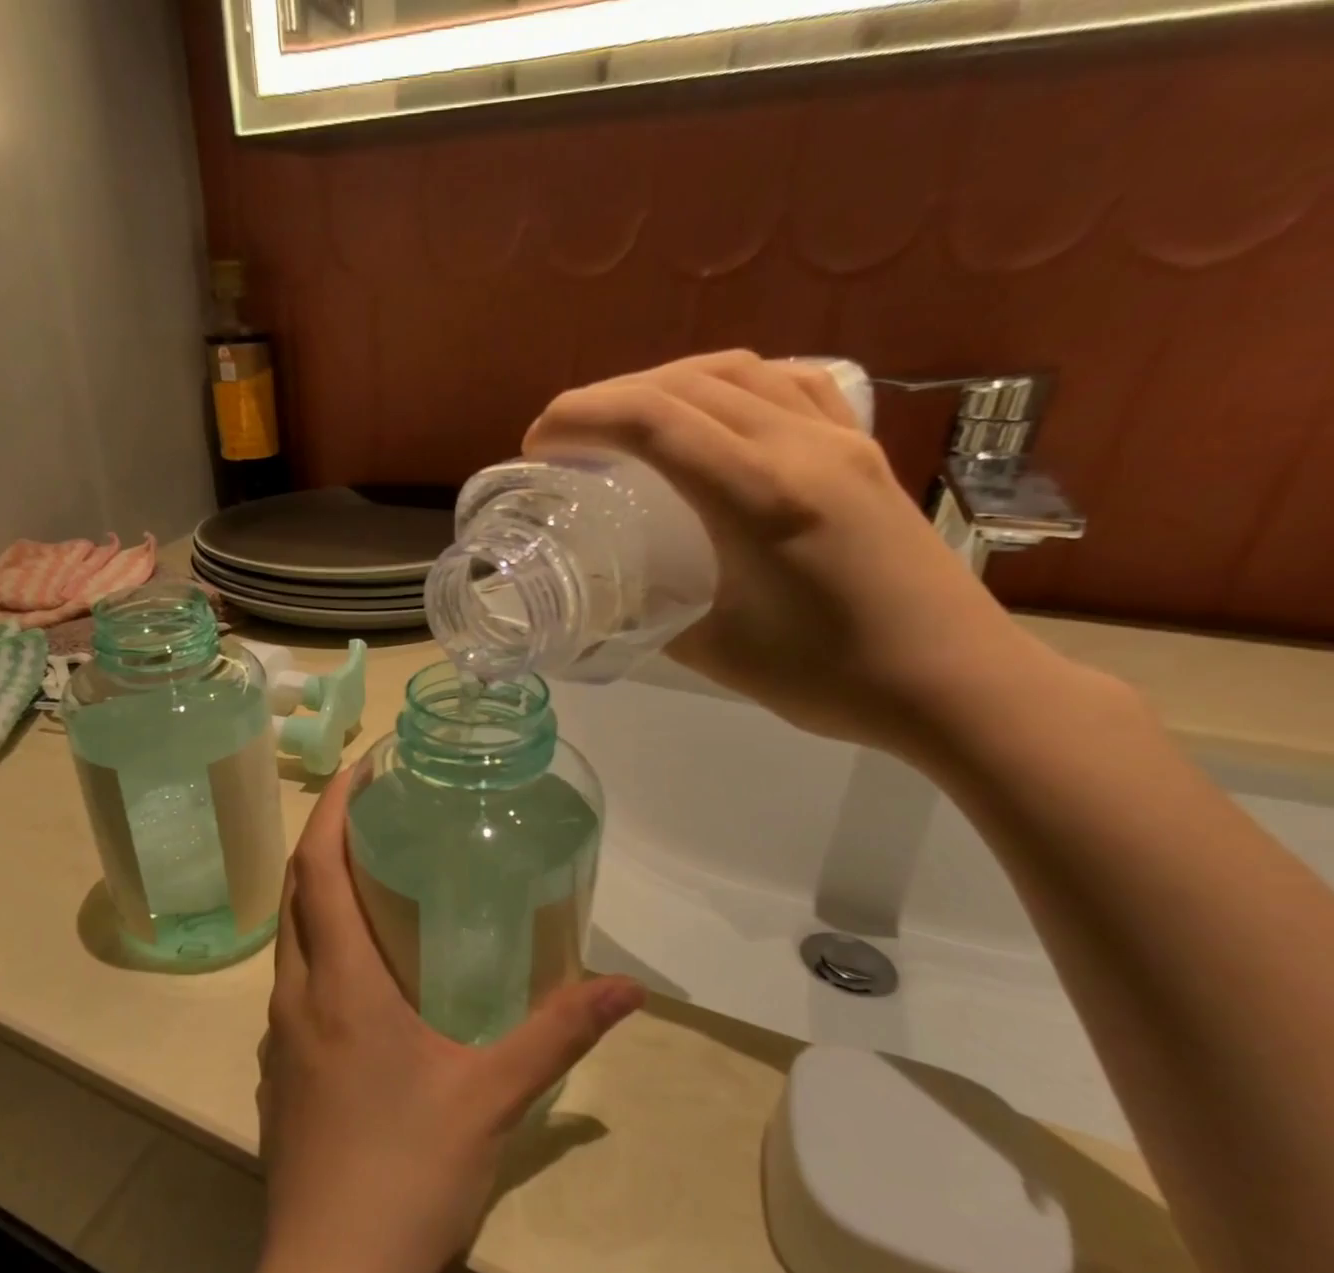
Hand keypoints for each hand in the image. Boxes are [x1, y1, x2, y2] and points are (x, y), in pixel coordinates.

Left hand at [256, 772, 644, 1272]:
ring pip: (290, 938)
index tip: (362, 768)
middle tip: (375, 812)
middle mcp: (296, 995)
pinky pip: (293, 983)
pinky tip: (362, 972)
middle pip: (296, 893)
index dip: (334, 809)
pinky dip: (319, 948)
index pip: (318, 869)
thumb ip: (561, 1031)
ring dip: (320, 895)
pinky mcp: (279, 1070)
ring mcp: (278, 1035)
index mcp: (339, 982)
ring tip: (371, 878)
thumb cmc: (408, 1173)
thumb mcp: (494, 1095)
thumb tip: (628, 987)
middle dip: (327, 840)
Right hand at [524, 350, 1091, 758]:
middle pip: (685, 383)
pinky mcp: (862, 450)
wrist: (955, 681)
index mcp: (759, 495)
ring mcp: (840, 439)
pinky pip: (787, 384)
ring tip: (624, 420)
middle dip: (607, 397)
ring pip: (736, 372)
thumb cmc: (832, 677)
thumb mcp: (717, 653)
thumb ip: (652, 615)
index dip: (580, 418)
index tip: (538, 444)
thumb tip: (610, 598)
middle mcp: (800, 446)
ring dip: (664, 383)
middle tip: (565, 437)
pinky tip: (711, 411)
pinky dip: (729, 384)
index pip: (652, 421)